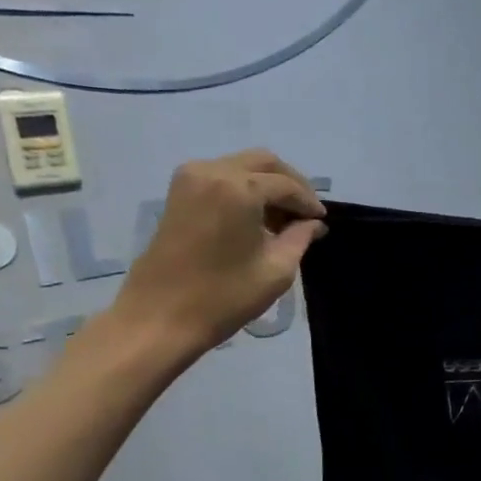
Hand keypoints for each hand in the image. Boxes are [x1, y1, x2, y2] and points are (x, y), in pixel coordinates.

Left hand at [109, 151, 326, 357]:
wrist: (159, 317)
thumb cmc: (224, 296)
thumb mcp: (277, 269)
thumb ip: (300, 237)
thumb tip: (313, 223)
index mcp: (240, 188)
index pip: (287, 185)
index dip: (309, 203)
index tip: (322, 222)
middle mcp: (213, 172)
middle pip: (264, 162)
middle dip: (290, 184)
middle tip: (305, 213)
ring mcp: (190, 178)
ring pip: (242, 166)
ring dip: (266, 185)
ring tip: (282, 219)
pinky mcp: (178, 192)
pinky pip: (222, 176)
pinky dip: (244, 188)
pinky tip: (255, 217)